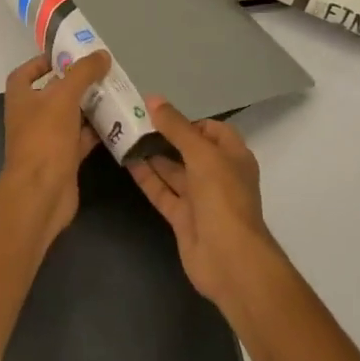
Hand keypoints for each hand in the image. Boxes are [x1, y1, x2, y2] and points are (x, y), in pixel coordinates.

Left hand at [0, 50, 110, 245]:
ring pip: (70, 116)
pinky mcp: (63, 159)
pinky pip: (82, 138)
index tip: (68, 55)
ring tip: (115, 92)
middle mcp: (31, 117)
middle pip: (53, 93)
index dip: (43, 62)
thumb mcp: (63, 97)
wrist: (41, 194)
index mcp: (21, 98)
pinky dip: (97, 130)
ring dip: (89, 106)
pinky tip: (117, 122)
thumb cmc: (45, 138)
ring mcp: (47, 139)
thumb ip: (83, 73)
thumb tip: (101, 54)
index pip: (26, 73)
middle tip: (102, 72)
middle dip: (76, 83)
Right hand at [130, 97, 279, 312]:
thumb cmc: (222, 197)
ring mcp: (201, 199)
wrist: (229, 260)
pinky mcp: (183, 219)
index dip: (189, 121)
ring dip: (153, 156)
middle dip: (166, 137)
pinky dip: (147, 178)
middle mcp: (218, 175)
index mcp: (233, 156)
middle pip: (189, 150)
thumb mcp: (201, 154)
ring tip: (126, 137)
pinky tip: (127, 162)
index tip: (160, 114)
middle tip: (135, 122)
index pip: (212, 130)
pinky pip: (163, 192)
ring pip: (174, 171)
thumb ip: (176, 127)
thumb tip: (153, 100)